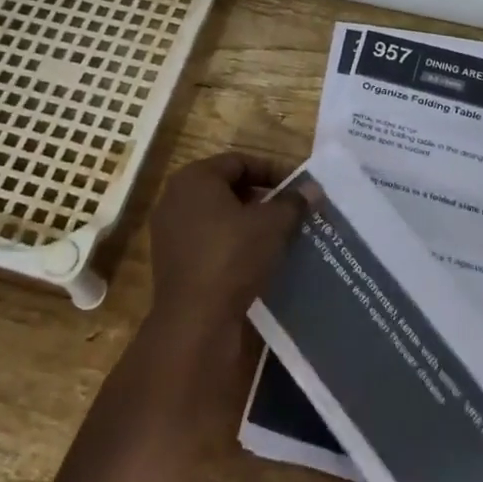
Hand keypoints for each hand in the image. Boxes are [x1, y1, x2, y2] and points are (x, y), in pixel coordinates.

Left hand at [145, 151, 301, 352]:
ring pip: (216, 214)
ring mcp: (168, 229)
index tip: (297, 189)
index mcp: (195, 177)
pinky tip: (253, 257)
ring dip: (245, 221)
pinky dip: (229, 241)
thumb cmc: (232, 256)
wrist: (194, 319)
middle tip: (288, 210)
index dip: (272, 171)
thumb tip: (313, 187)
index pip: (240, 162)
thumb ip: (293, 202)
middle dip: (260, 197)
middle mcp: (175, 196)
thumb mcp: (272, 225)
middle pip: (226, 186)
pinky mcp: (169, 258)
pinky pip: (205, 238)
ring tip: (276, 234)